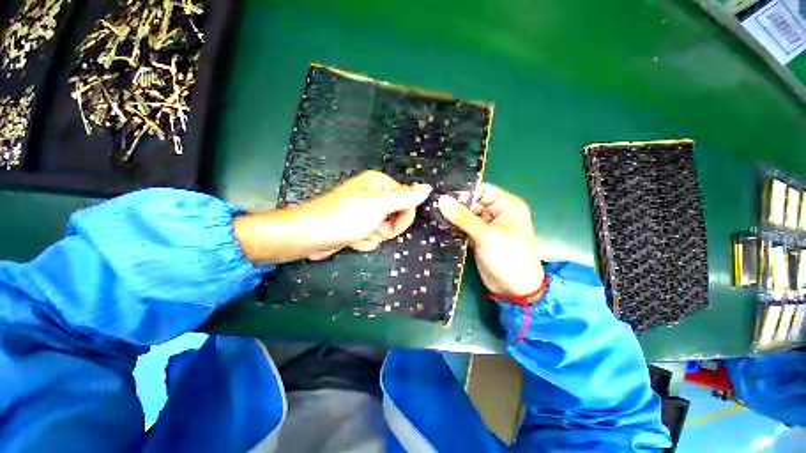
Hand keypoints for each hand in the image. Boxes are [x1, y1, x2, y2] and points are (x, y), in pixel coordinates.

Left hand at [234, 171, 431, 263]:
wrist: (310, 236)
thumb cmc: (347, 216)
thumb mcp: (380, 205)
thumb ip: (406, 197)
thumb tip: (428, 187)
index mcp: (380, 184)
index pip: (408, 200)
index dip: (404, 216)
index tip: (393, 224)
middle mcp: (373, 195)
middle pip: (397, 216)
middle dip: (386, 228)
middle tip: (373, 228)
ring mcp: (364, 212)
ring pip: (385, 229)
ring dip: (373, 236)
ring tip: (358, 234)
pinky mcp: (356, 225)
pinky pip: (371, 235)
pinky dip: (363, 240)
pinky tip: (351, 239)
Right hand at [437, 184, 544, 298]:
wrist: (514, 289)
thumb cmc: (508, 256)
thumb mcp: (486, 234)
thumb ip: (463, 217)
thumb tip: (441, 200)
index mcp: (506, 205)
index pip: (482, 190)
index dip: (463, 191)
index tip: (441, 194)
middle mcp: (497, 213)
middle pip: (472, 202)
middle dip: (455, 204)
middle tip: (432, 205)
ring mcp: (486, 226)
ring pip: (466, 215)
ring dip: (452, 216)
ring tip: (431, 214)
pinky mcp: (478, 238)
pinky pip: (464, 228)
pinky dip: (454, 227)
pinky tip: (438, 225)